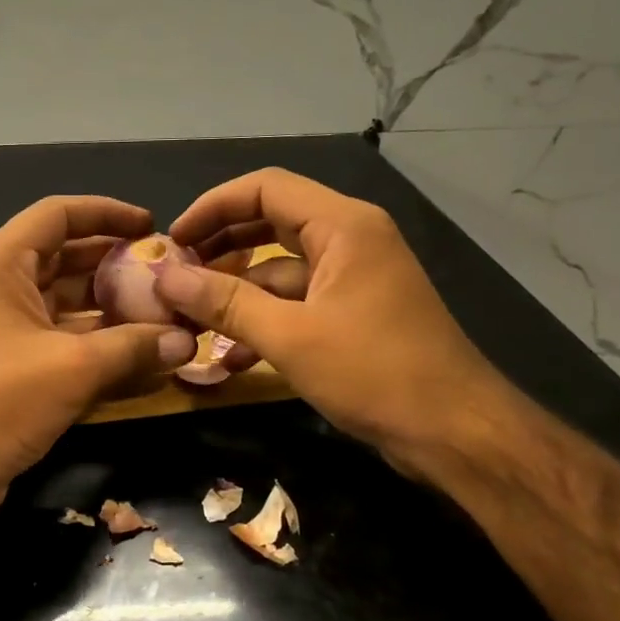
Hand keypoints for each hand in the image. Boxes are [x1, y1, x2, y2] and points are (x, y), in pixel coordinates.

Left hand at [0, 196, 196, 519]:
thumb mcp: (72, 367)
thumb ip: (133, 347)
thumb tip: (188, 340)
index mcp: (1, 263)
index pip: (59, 214)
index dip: (107, 213)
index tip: (151, 225)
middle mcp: (1, 286)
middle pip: (67, 257)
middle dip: (117, 263)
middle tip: (168, 272)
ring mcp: (6, 328)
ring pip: (68, 302)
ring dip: (113, 306)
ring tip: (166, 310)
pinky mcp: (15, 366)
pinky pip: (64, 340)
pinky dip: (99, 343)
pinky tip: (142, 352)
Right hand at [155, 168, 510, 474]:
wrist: (455, 432)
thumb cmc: (375, 372)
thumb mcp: (290, 337)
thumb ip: (224, 303)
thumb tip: (164, 277)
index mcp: (343, 226)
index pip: (264, 188)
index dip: (212, 207)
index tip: (173, 240)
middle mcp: (350, 239)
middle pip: (271, 222)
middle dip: (220, 247)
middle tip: (176, 273)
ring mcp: (354, 277)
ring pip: (281, 268)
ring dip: (237, 291)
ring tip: (192, 318)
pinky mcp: (354, 313)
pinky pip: (298, 302)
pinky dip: (264, 320)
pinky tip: (231, 357)